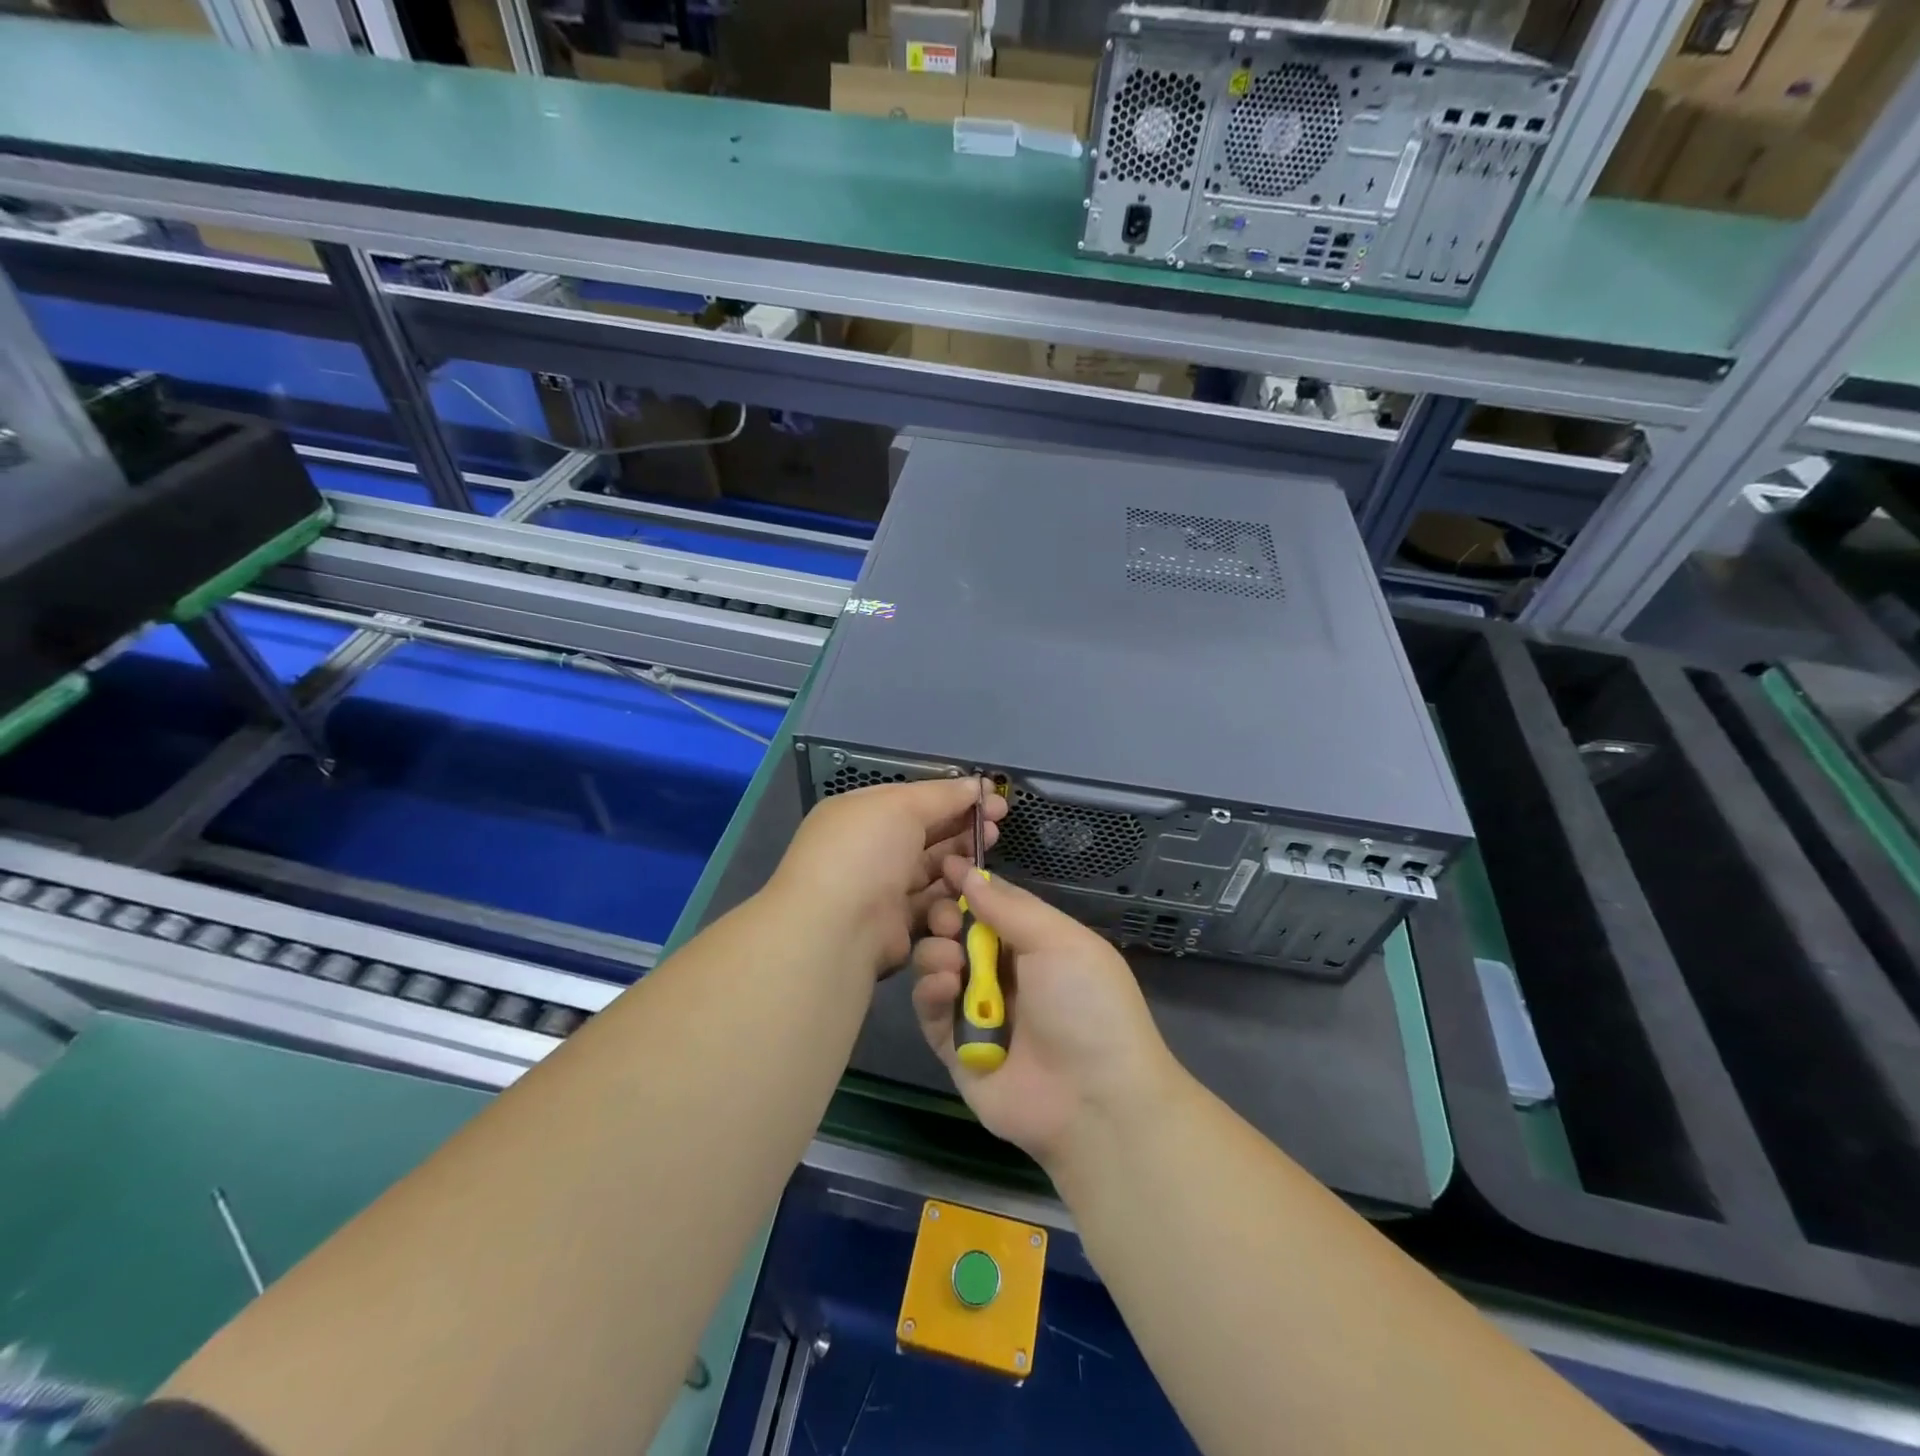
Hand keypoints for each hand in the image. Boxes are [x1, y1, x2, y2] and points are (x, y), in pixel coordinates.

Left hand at [768, 777, 1005, 976]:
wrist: (836, 928)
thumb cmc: (865, 852)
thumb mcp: (902, 806)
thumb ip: (942, 795)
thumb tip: (975, 785)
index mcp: (861, 814)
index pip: (914, 800)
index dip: (953, 798)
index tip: (991, 799)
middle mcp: (869, 850)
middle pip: (926, 835)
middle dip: (963, 829)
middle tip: (997, 827)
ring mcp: (881, 889)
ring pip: (932, 871)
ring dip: (961, 863)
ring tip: (987, 857)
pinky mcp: (895, 927)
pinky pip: (930, 907)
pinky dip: (950, 899)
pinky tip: (971, 890)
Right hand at [911, 863, 1180, 1172]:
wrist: (1095, 1101)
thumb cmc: (1085, 1005)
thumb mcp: (1058, 941)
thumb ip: (1008, 907)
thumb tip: (967, 872)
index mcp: (1036, 942)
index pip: (991, 903)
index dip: (966, 884)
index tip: (940, 865)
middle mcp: (1004, 971)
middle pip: (957, 931)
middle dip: (945, 917)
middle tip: (945, 919)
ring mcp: (977, 1009)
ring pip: (937, 965)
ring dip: (936, 952)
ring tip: (951, 960)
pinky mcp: (954, 1047)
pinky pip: (930, 1009)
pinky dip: (931, 992)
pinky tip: (945, 987)